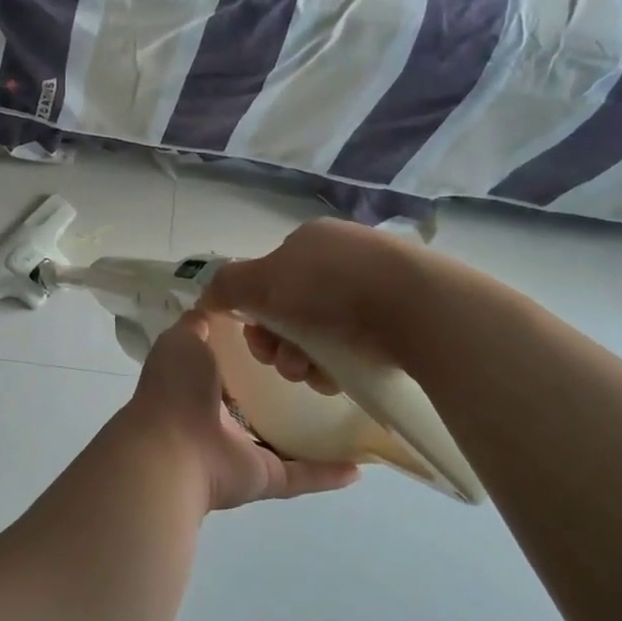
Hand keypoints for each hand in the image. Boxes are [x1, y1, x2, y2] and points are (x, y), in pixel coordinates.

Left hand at [123, 311, 358, 511]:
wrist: (172, 450)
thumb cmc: (176, 388)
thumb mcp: (182, 340)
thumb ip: (198, 324)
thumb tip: (213, 304)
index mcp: (200, 383)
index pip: (233, 363)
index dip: (257, 346)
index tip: (293, 327)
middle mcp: (220, 417)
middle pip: (261, 400)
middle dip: (288, 385)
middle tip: (328, 363)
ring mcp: (243, 451)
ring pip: (284, 438)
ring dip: (313, 429)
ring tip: (350, 410)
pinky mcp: (264, 477)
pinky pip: (302, 474)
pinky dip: (328, 473)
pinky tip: (360, 464)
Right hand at [198, 220, 420, 394]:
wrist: (413, 307)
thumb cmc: (328, 285)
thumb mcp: (263, 279)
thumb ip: (227, 285)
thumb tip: (208, 296)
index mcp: (310, 243)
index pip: (269, 279)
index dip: (255, 312)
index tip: (254, 337)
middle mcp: (339, 261)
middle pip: (290, 311)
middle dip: (277, 342)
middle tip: (281, 361)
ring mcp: (371, 291)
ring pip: (318, 335)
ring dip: (301, 359)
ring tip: (310, 372)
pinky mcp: (396, 323)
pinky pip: (350, 349)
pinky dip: (334, 366)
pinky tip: (335, 377)